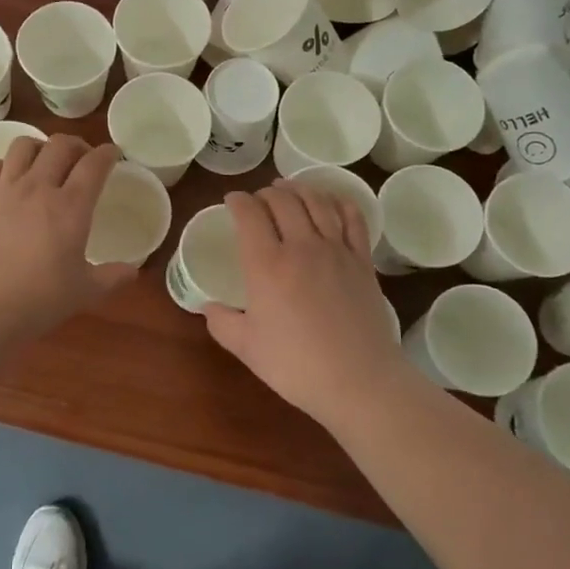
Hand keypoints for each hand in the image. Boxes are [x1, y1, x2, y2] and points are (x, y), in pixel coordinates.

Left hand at [0, 135, 136, 346]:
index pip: (94, 165)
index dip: (107, 153)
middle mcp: (38, 189)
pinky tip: (11, 179)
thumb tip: (132, 272)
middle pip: (59, 145)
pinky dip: (7, 164)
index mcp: (71, 207)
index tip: (113, 154)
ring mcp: (5, 191)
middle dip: (77, 145)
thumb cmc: (38, 301)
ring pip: (23, 146)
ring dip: (40, 147)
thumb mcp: (84, 292)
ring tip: (46, 163)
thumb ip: (111, 277)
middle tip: (83, 159)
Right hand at [204, 183, 413, 425]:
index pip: (249, 214)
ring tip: (289, 188)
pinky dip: (338, 202)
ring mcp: (336, 250)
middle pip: (283, 200)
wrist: (358, 380)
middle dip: (266, 192)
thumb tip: (207, 308)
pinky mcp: (362, 261)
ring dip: (299, 189)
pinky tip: (331, 202)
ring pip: (317, 202)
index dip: (238, 201)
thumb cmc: (295, 365)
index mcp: (266, 264)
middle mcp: (301, 246)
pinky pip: (352, 218)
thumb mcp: (246, 347)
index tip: (232, 201)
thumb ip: (221, 322)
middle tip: (258, 199)